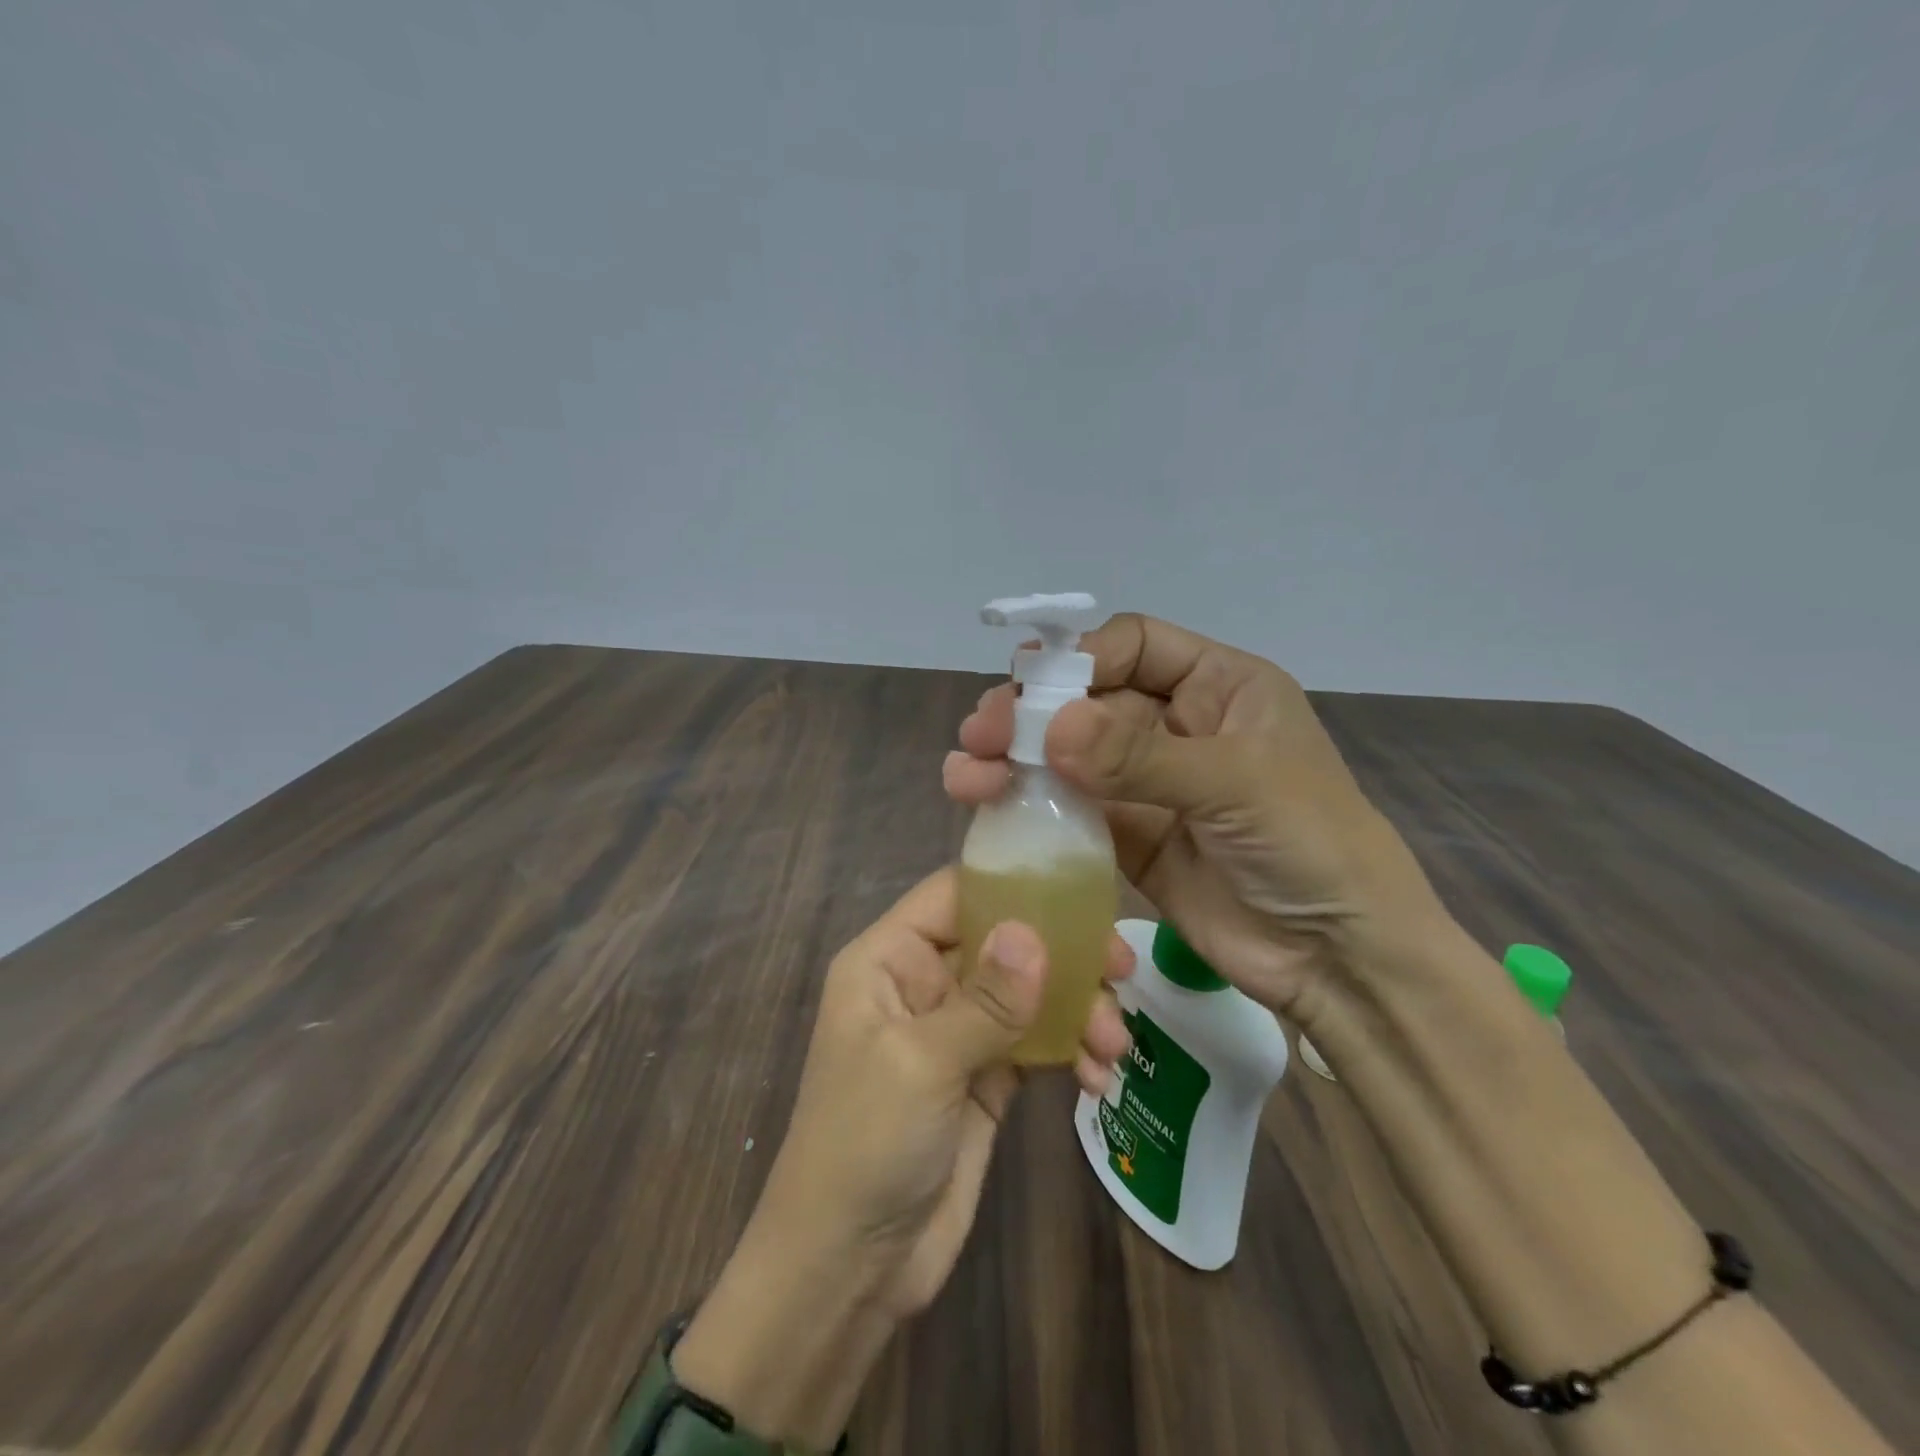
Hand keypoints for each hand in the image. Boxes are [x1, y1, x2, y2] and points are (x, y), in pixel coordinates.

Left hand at [671, 867, 1132, 1447]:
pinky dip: (1071, 1050)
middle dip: (1062, 954)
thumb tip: (1035, 933)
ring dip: (1077, 1009)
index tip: (1079, 895)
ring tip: (1113, 1044)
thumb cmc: (866, 1144)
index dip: (1011, 885)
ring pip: (1028, 993)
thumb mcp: (921, 1063)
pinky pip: (1037, 1042)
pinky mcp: (985, 1077)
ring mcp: (957, 1031)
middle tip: (1120, 969)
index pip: (954, 895)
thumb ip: (984, 999)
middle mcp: (924, 983)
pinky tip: (1097, 1079)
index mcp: (890, 959)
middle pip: (1002, 941)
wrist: (851, 1268)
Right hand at [943, 612, 1442, 1030]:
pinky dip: (1030, 807)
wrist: (1337, 958)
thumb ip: (1141, 756)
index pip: (1135, 645)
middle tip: (979, 736)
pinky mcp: (1128, 838)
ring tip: (966, 775)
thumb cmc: (1310, 845)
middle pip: (1089, 701)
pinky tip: (987, 807)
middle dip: (1031, 712)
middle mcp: (1177, 726)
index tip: (1033, 689)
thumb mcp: (1236, 784)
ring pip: (1068, 757)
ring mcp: (1148, 784)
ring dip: (1015, 760)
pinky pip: (1070, 811)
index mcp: (1219, 687)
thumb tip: (1049, 728)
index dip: (1082, 658)